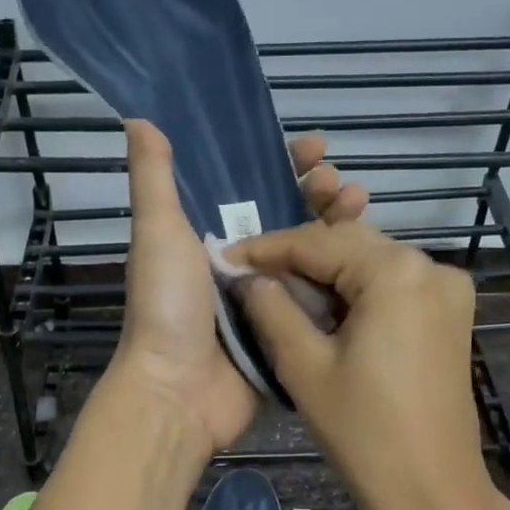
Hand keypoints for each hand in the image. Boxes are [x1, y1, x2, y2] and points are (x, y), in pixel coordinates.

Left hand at [103, 120, 367, 457]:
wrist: (178, 392)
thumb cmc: (166, 307)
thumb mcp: (157, 233)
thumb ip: (154, 178)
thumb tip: (139, 117)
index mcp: (211, 237)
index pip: (253, 188)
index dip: (283, 165)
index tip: (315, 147)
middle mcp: (244, 264)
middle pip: (292, 219)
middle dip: (320, 195)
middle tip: (342, 186)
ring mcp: (270, 300)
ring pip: (313, 256)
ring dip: (339, 228)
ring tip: (361, 207)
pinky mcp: (290, 333)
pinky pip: (322, 299)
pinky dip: (344, 278)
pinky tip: (370, 258)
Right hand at [224, 219, 489, 509]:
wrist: (432, 492)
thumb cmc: (363, 432)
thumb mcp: (304, 366)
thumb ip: (271, 308)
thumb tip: (248, 276)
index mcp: (396, 272)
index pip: (318, 243)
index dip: (267, 248)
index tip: (226, 257)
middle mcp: (431, 267)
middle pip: (349, 244)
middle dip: (298, 258)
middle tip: (251, 277)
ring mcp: (448, 291)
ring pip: (371, 263)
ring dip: (326, 274)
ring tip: (280, 293)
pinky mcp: (449, 316)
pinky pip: (393, 286)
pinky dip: (356, 292)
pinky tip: (324, 310)